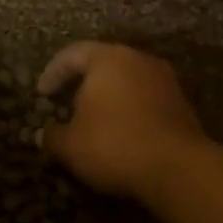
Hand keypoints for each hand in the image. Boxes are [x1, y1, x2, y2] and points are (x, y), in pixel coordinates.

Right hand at [38, 41, 205, 196]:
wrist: (178, 168)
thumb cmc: (114, 145)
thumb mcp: (70, 145)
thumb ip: (52, 136)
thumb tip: (42, 134)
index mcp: (108, 59)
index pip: (73, 54)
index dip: (53, 72)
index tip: (42, 93)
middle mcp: (139, 60)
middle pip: (104, 64)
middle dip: (83, 83)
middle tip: (67, 104)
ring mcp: (164, 80)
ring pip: (127, 81)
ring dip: (108, 98)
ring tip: (93, 121)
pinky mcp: (181, 103)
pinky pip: (145, 99)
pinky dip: (129, 111)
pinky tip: (120, 133)